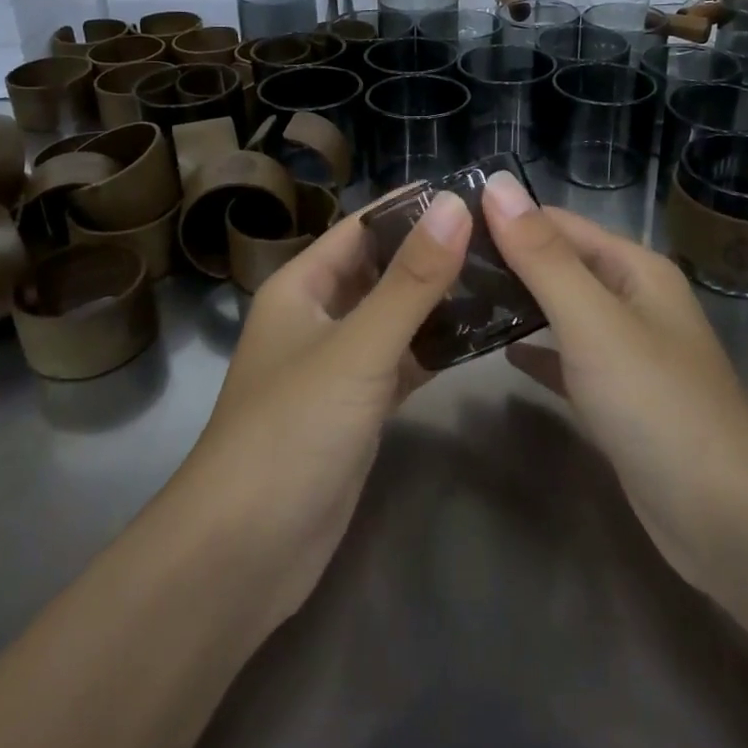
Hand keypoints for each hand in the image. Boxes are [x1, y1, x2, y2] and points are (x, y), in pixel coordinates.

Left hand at [179, 191, 470, 624]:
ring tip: (504, 277)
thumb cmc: (291, 432)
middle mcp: (317, 317)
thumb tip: (457, 205)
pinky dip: (434, 349)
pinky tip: (481, 338)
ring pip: (394, 318)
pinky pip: (401, 363)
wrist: (243, 554)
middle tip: (502, 237)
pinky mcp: (356, 409)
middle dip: (433, 252)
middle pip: (381, 270)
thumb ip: (410, 280)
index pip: (362, 228)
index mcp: (301, 287)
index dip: (412, 207)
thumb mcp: (357, 348)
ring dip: (439, 301)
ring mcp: (337, 366)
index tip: (475, 193)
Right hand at [481, 172, 747, 590]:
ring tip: (456, 298)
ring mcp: (627, 351)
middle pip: (560, 265)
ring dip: (517, 303)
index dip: (506, 217)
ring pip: (561, 312)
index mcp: (634, 269)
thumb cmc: (655, 403)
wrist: (723, 518)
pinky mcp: (617, 398)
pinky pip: (567, 360)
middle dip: (506, 260)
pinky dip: (536, 351)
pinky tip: (500, 351)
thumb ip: (541, 256)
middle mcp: (633, 300)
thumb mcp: (592, 320)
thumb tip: (496, 183)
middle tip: (440, 264)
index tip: (445, 223)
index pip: (559, 223)